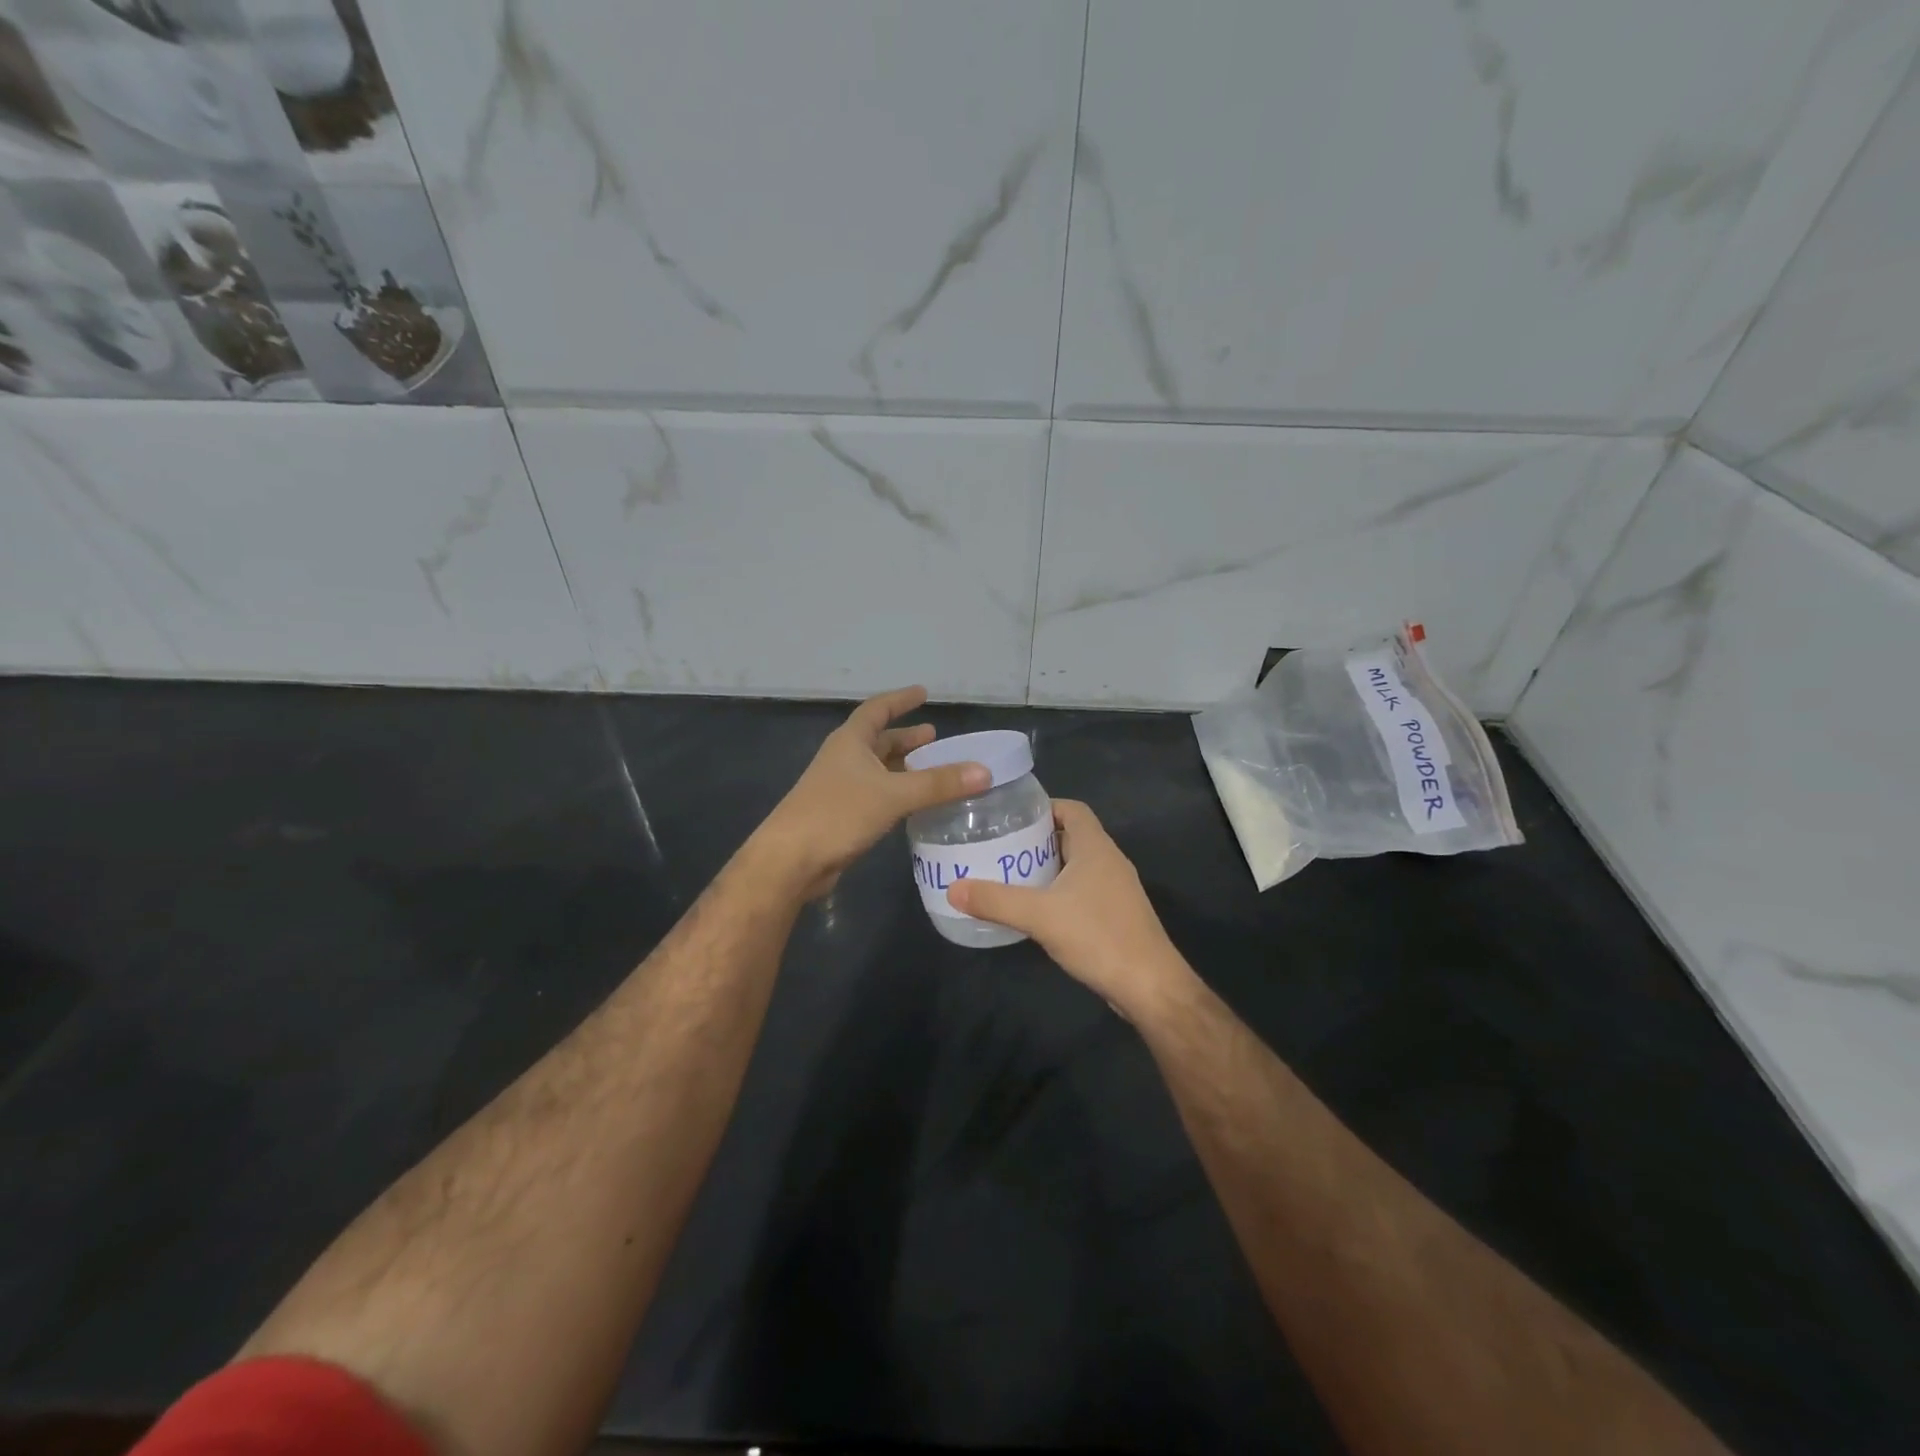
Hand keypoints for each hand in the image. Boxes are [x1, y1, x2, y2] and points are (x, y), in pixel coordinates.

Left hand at [760, 686, 988, 897]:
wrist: (791, 860)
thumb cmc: (838, 813)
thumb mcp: (893, 794)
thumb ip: (938, 783)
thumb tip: (984, 771)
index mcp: (850, 741)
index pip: (877, 709)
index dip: (900, 700)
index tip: (923, 693)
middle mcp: (844, 759)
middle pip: (879, 740)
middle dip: (906, 738)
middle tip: (935, 737)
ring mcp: (841, 788)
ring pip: (878, 770)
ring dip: (903, 768)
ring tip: (932, 769)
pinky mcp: (842, 815)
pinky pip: (877, 795)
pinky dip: (898, 793)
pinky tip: (915, 804)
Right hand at [948, 800, 1194, 1019]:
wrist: (1149, 986)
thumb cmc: (1098, 936)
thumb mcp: (1040, 915)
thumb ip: (996, 900)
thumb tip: (953, 888)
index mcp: (1096, 847)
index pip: (1072, 809)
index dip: (1044, 806)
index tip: (1012, 816)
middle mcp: (1109, 861)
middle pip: (1071, 836)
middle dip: (1037, 839)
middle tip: (1000, 846)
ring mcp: (1116, 890)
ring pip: (1077, 866)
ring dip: (1047, 867)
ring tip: (1009, 874)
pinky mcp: (1116, 916)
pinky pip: (1082, 891)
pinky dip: (1058, 892)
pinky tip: (1035, 910)